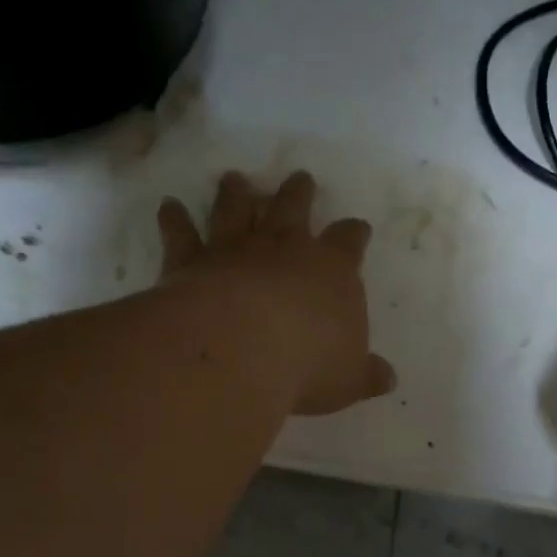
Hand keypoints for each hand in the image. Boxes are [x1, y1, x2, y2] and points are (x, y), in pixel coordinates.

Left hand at [157, 170, 396, 415]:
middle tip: (300, 178)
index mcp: (332, 271)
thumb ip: (366, 374)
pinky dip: (174, 219)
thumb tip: (388, 378)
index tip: (357, 227)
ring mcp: (236, 250)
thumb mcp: (349, 379)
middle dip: (299, 193)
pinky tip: (168, 206)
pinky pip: (182, 234)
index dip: (353, 234)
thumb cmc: (308, 364)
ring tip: (233, 178)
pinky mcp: (193, 261)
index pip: (348, 242)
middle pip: (294, 208)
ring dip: (236, 193)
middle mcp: (285, 249)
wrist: (242, 349)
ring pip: (237, 209)